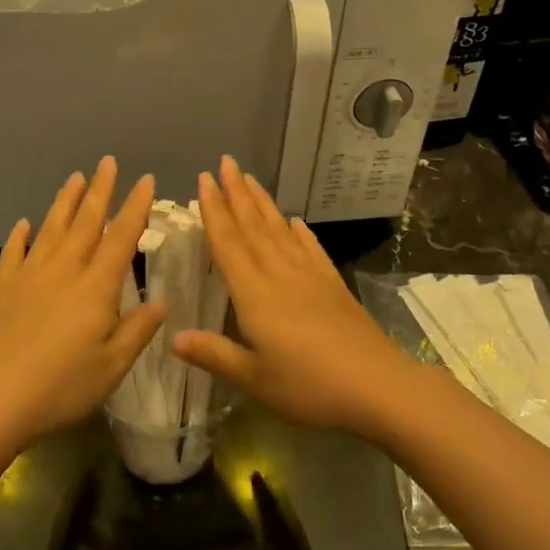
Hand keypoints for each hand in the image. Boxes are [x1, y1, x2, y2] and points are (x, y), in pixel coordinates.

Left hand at [0, 157, 162, 451]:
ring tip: (75, 177)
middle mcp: (64, 270)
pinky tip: (24, 223)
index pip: (121, 237)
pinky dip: (21, 235)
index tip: (145, 180)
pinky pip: (14, 252)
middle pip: (86, 221)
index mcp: (96, 286)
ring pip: (52, 228)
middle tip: (107, 161)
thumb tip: (161, 301)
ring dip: (65, 201)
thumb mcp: (112, 366)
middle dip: (100, 189)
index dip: (136, 207)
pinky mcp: (1, 287)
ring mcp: (29, 275)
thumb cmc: (61, 387)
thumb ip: (138, 330)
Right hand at [171, 156, 413, 437]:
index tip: (204, 179)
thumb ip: (214, 354)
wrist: (378, 386)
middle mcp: (280, 274)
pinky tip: (294, 221)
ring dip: (262, 203)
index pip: (228, 243)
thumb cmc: (309, 387)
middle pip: (253, 226)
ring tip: (250, 179)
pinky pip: (310, 249)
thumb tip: (172, 337)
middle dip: (237, 193)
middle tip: (225, 162)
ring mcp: (310, 276)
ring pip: (280, 231)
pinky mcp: (333, 285)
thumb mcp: (254, 379)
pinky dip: (299, 232)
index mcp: (255, 294)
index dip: (214, 211)